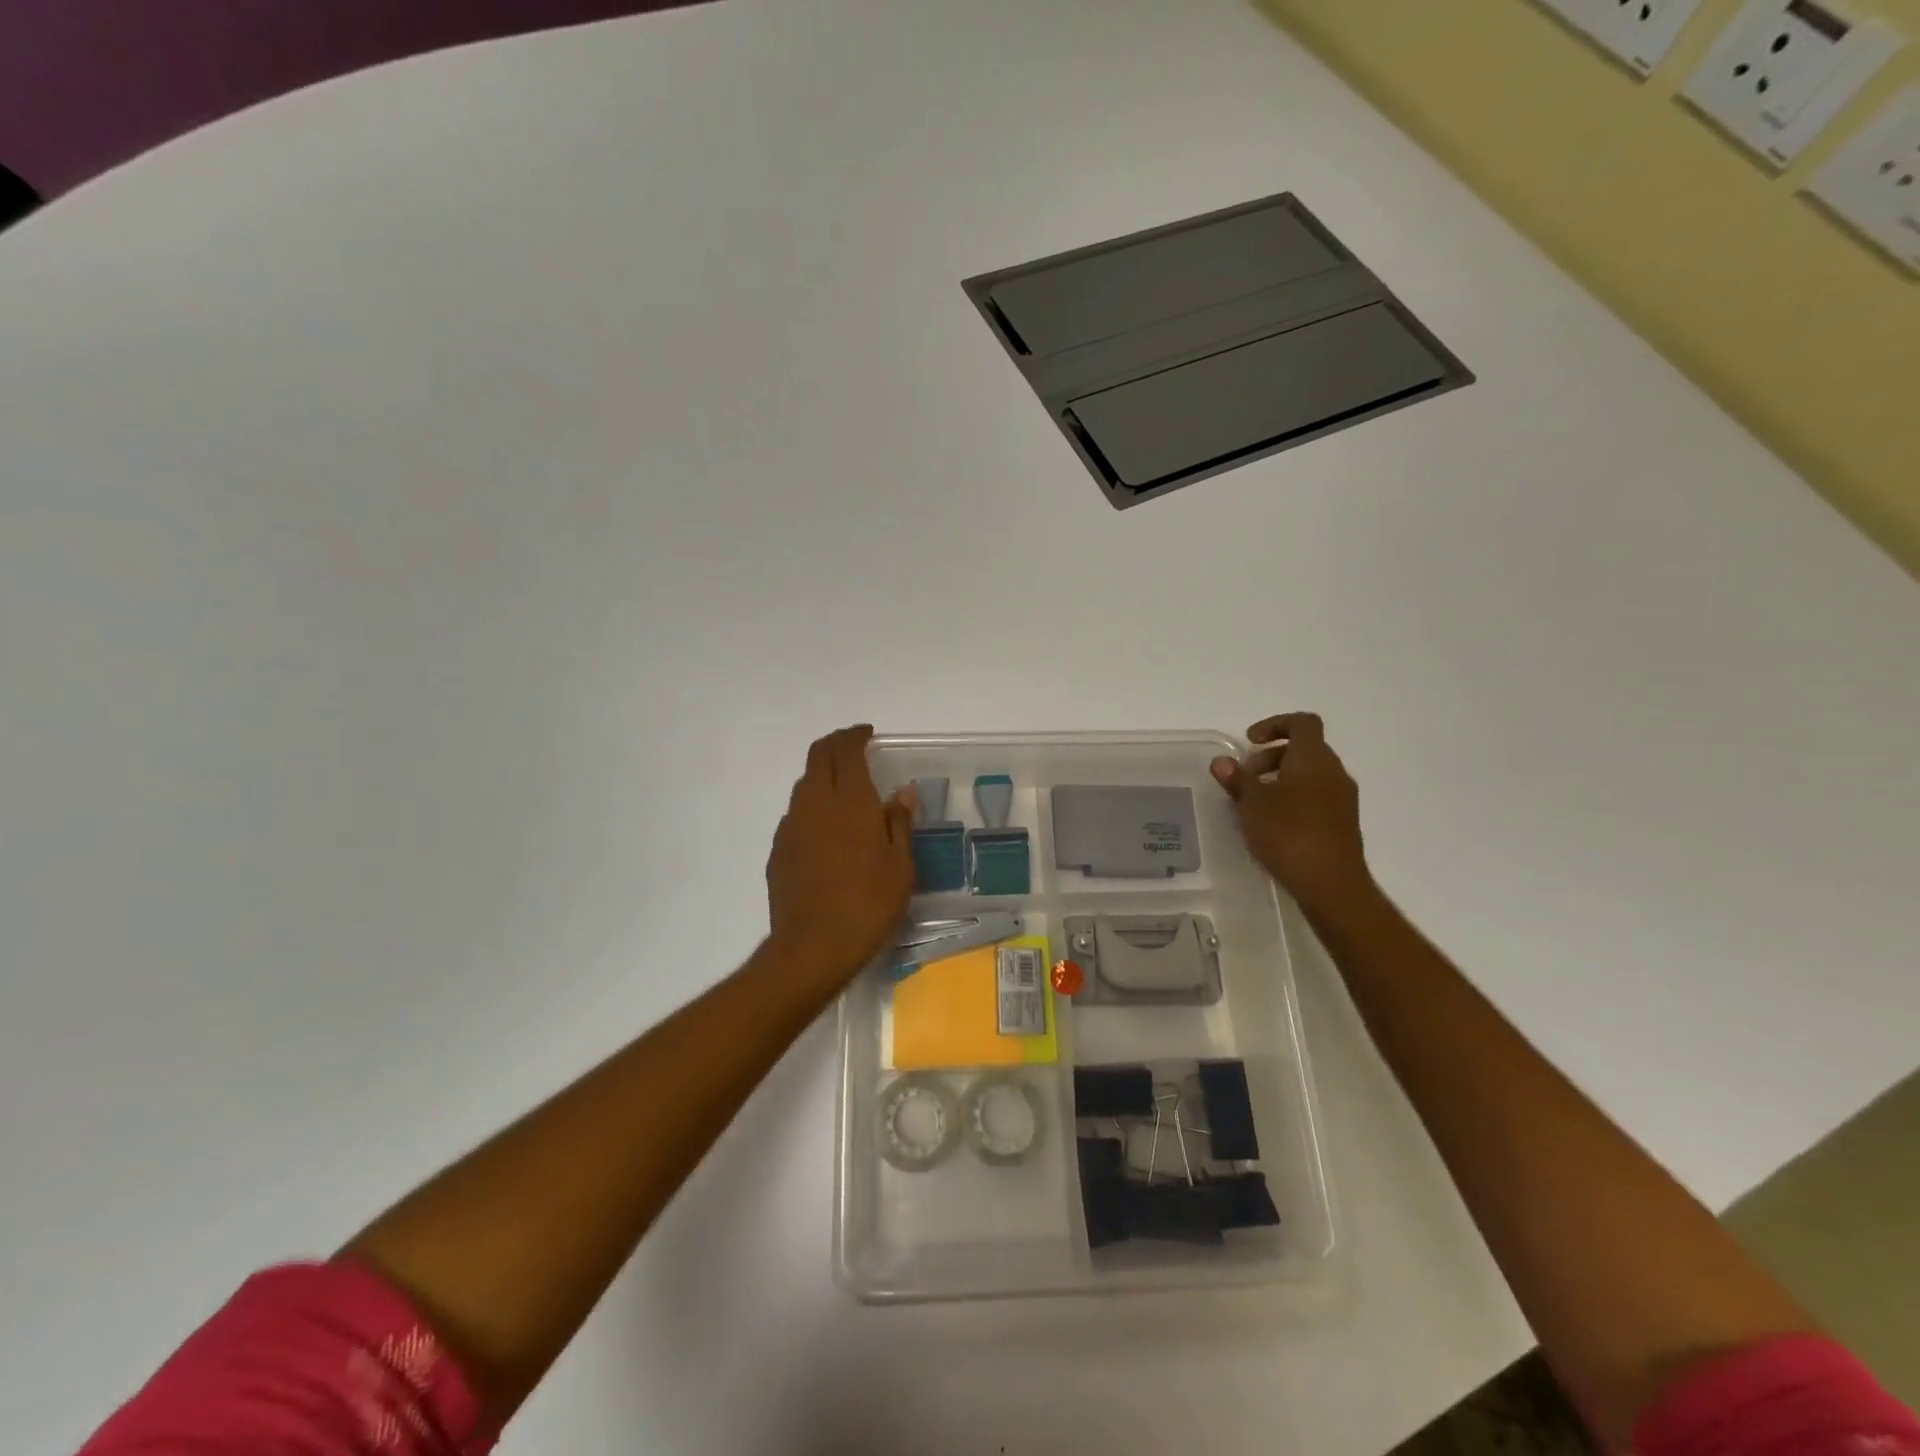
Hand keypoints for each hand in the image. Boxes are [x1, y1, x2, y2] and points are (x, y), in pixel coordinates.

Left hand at [765, 725, 916, 989]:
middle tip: (856, 751)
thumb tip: (901, 792)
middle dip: (836, 745)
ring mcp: (791, 826)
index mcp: (850, 801)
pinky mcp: (778, 851)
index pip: (846, 750)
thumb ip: (899, 822)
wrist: (812, 947)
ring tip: (846, 794)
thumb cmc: (869, 904)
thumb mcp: (901, 866)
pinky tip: (828, 834)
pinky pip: (796, 815)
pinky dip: (813, 809)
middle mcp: (815, 804)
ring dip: (824, 777)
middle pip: (818, 756)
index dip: (855, 736)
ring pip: (805, 785)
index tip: (868, 735)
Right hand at [1210, 712, 1372, 917]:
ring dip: (1282, 778)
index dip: (1275, 724)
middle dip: (1271, 756)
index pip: (1302, 722)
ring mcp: (1342, 797)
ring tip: (1256, 803)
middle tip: (1246, 778)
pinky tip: (1274, 823)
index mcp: (1313, 759)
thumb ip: (1237, 779)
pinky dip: (1295, 797)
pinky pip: (1317, 795)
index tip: (1250, 742)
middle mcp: (1334, 771)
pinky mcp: (1343, 821)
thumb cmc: (1289, 835)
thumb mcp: (1252, 805)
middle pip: (1304, 748)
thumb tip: (1221, 761)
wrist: (1332, 885)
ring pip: (1311, 773)